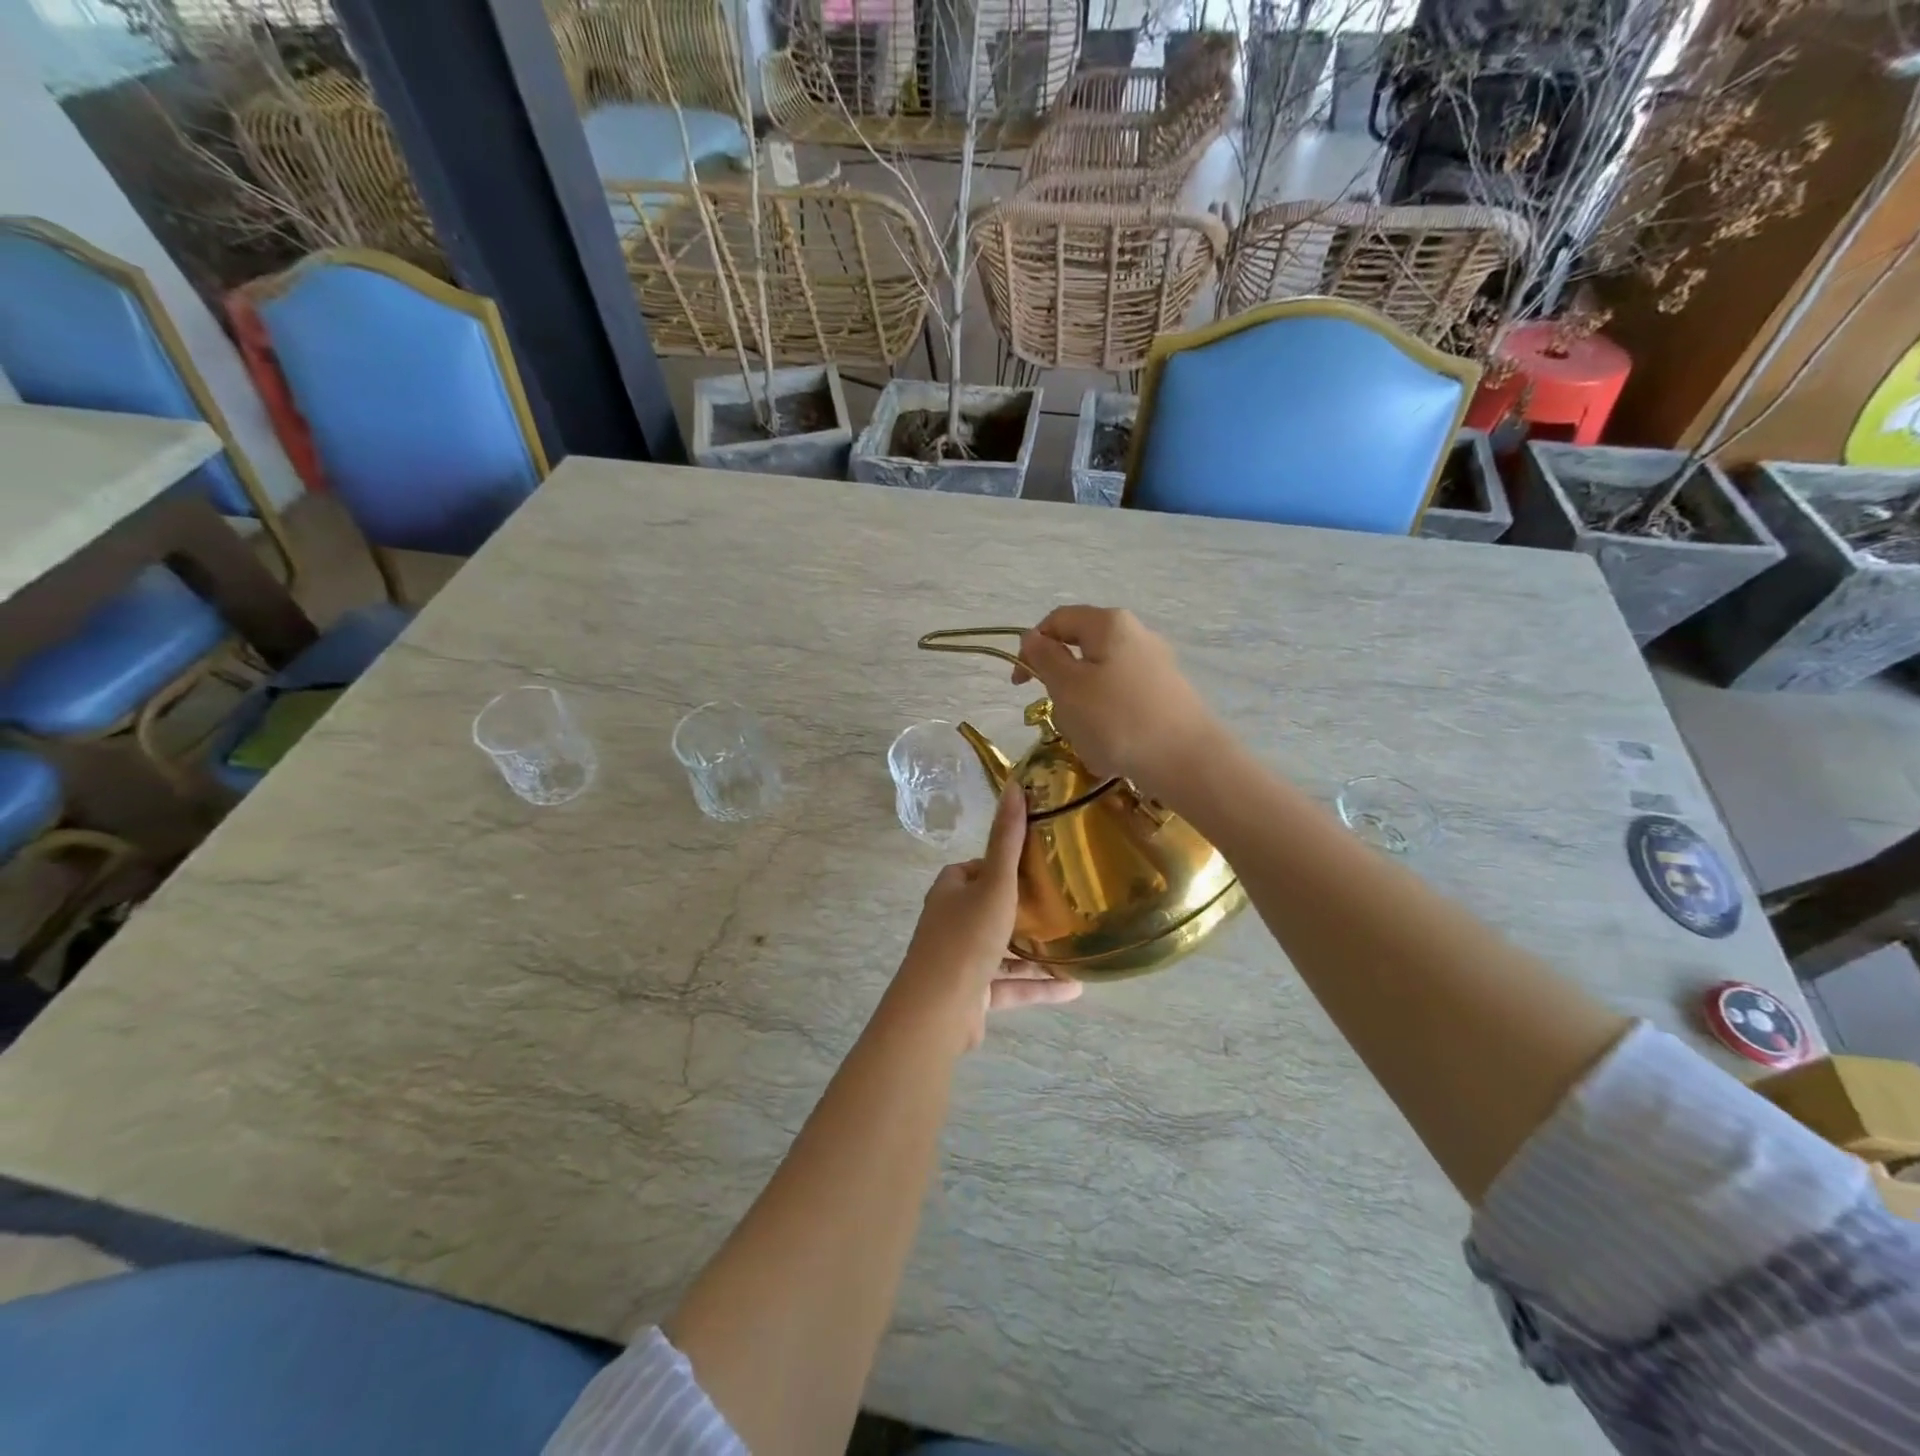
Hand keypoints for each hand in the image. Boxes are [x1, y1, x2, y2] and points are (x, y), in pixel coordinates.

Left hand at [888, 778, 1081, 1052]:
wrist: (939, 1009)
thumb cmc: (967, 937)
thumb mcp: (995, 883)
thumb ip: (1007, 840)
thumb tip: (1014, 786)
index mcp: (951, 890)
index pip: (978, 868)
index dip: (1004, 864)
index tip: (1038, 864)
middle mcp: (952, 921)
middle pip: (991, 908)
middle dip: (1024, 907)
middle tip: (1063, 902)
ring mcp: (961, 960)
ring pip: (1004, 950)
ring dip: (1036, 951)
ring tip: (1076, 946)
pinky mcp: (973, 993)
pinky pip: (1010, 985)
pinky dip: (1038, 985)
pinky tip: (1074, 988)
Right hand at [1012, 607, 1222, 802]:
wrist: (1187, 761)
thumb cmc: (1117, 719)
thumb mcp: (1067, 687)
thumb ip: (1045, 658)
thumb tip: (1033, 637)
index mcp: (1108, 623)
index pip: (1057, 620)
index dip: (1031, 647)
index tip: (1020, 684)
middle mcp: (1136, 634)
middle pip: (1081, 650)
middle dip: (1061, 683)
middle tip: (1057, 714)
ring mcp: (1156, 665)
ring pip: (1101, 680)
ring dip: (1083, 706)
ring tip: (1087, 737)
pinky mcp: (1167, 695)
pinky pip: (1123, 701)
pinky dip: (1109, 720)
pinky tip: (1112, 748)